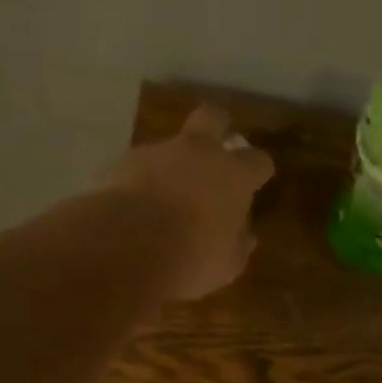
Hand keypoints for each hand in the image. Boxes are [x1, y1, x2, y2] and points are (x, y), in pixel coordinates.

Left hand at [99, 104, 275, 299]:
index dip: (259, 170)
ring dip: (174, 165)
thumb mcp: (227, 264)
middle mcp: (197, 153)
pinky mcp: (122, 164)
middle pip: (213, 118)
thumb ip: (238, 245)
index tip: (257, 181)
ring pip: (171, 147)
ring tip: (168, 199)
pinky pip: (140, 169)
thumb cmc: (192, 258)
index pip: (258, 161)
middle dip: (218, 126)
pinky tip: (139, 210)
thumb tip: (245, 236)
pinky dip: (143, 183)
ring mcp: (157, 154)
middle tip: (217, 147)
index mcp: (233, 176)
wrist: (127, 248)